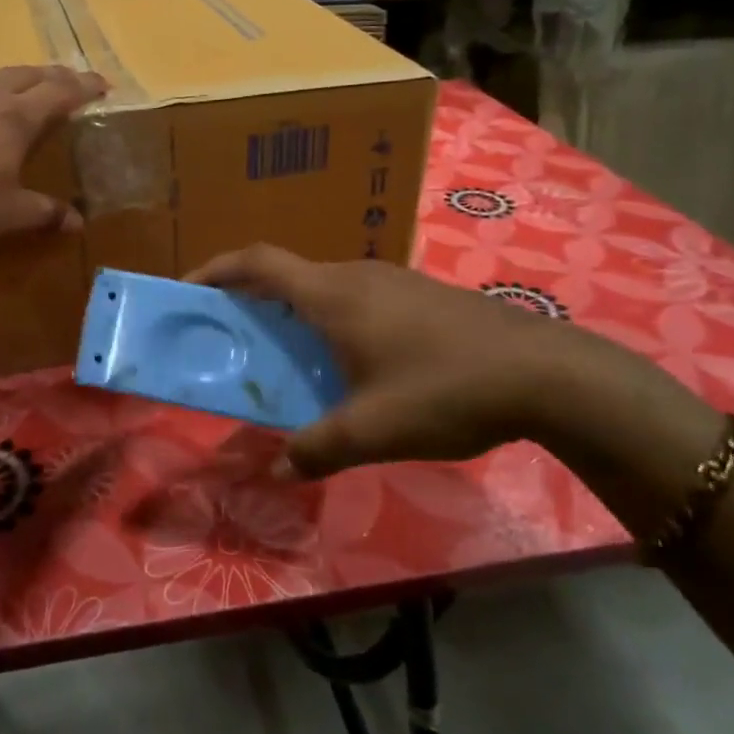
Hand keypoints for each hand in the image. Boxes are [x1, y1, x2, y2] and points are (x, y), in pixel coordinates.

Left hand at [0, 66, 107, 247]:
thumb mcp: (9, 216)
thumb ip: (46, 213)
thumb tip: (78, 222)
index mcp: (13, 118)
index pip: (60, 92)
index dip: (84, 86)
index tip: (101, 84)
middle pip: (23, 75)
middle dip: (48, 76)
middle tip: (63, 81)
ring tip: (4, 93)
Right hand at [191, 245, 643, 479]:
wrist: (547, 373)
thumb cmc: (445, 389)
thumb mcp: (373, 430)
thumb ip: (316, 449)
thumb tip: (276, 470)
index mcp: (332, 294)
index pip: (257, 263)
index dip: (215, 270)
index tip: (186, 291)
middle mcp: (356, 275)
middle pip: (286, 277)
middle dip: (251, 305)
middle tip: (233, 343)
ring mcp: (392, 281)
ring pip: (323, 290)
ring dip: (294, 317)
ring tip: (289, 363)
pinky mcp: (419, 296)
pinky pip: (356, 301)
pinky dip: (331, 324)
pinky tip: (352, 367)